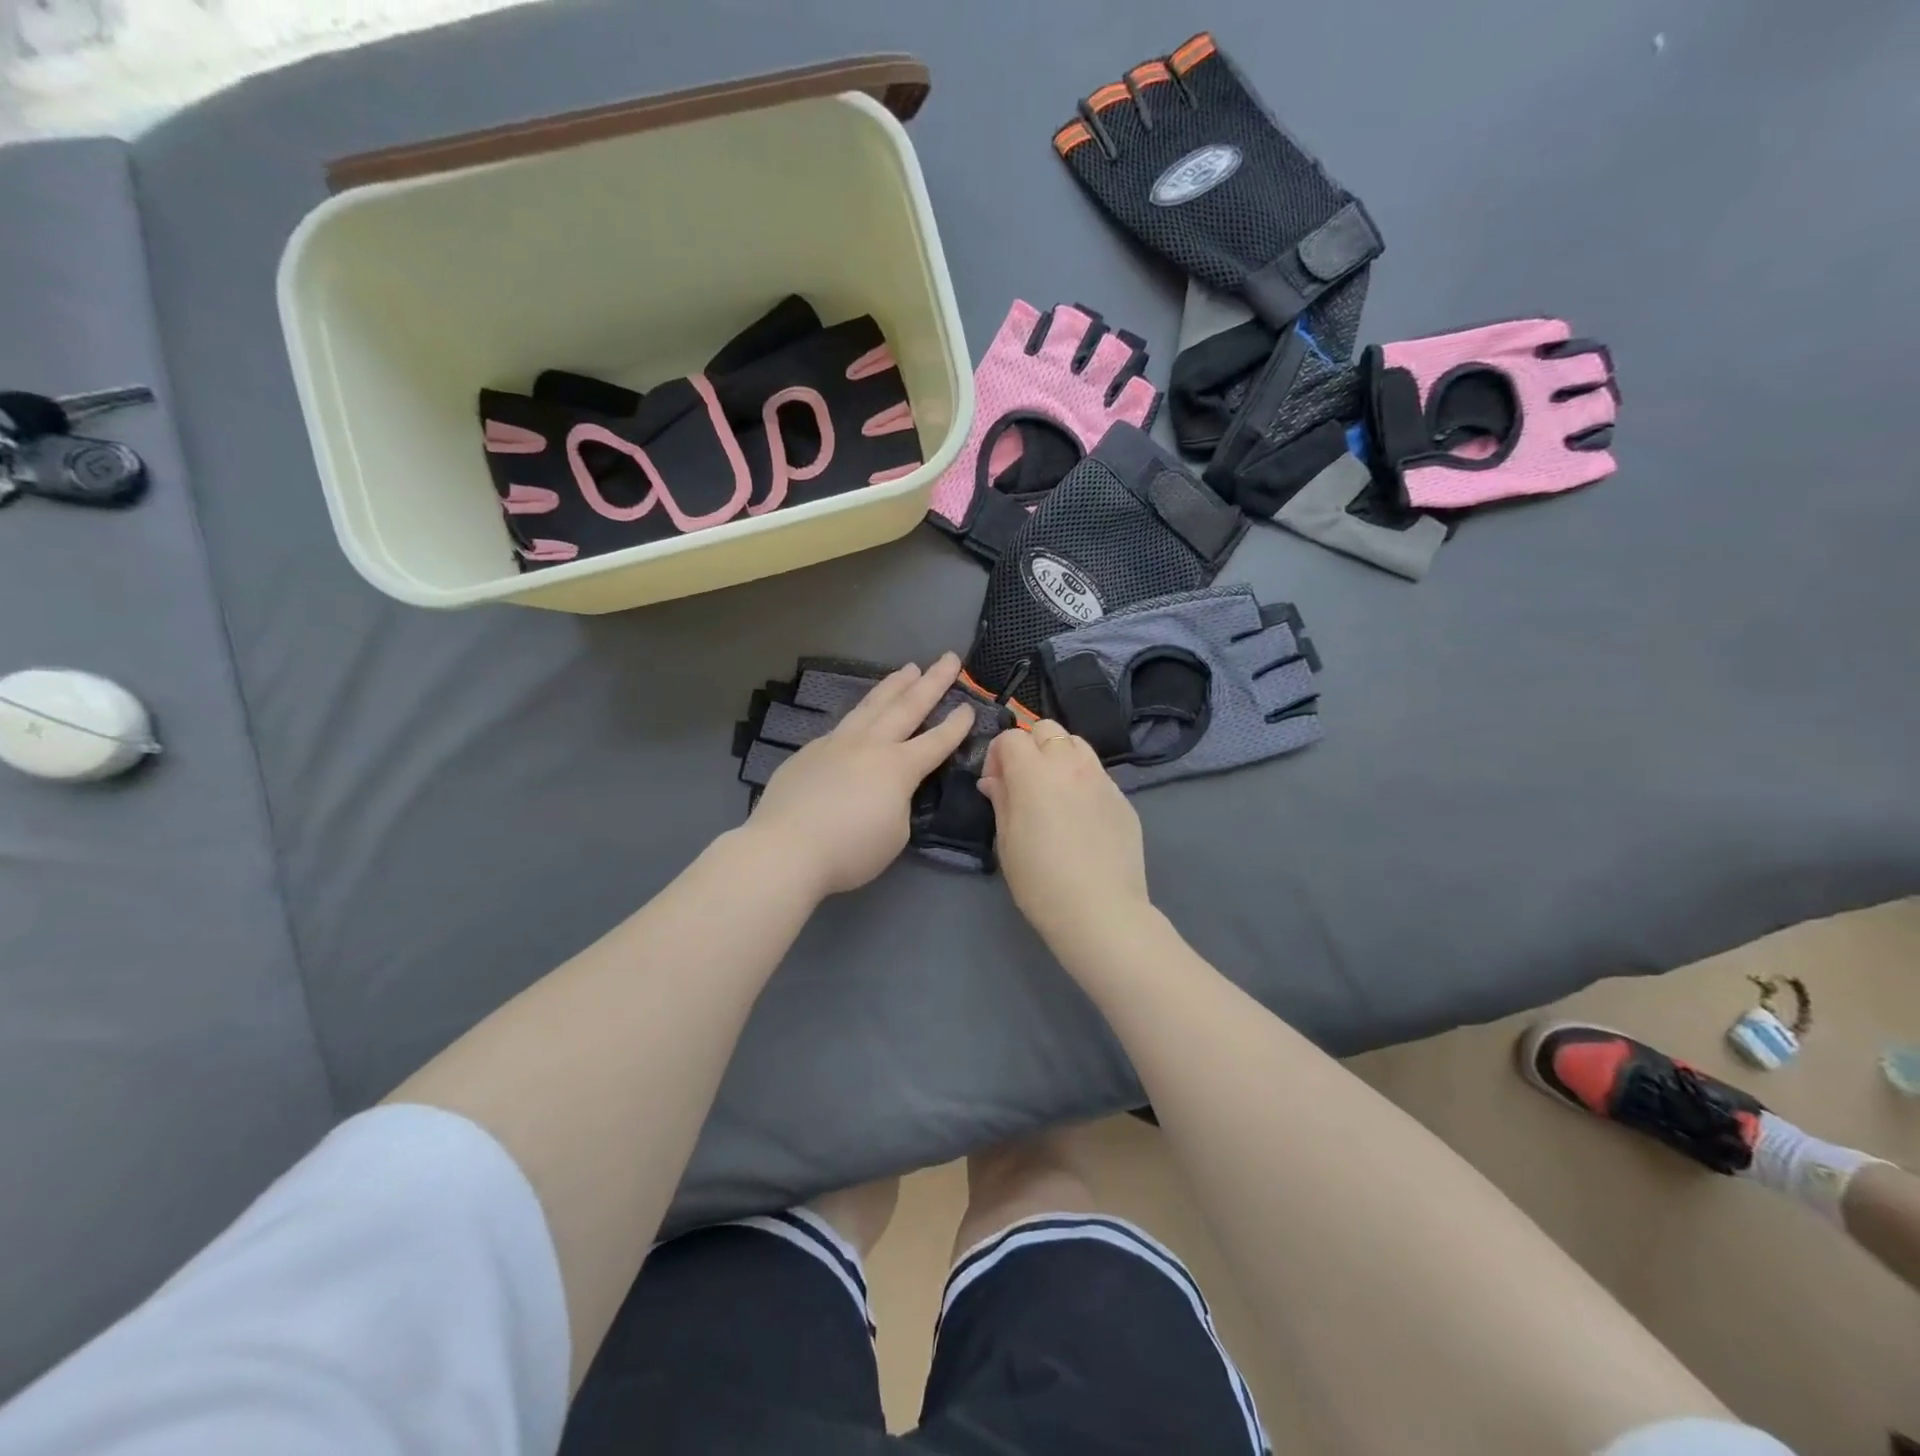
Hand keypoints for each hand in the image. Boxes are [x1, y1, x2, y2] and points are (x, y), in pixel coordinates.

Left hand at [748, 653, 973, 897]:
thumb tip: (887, 790)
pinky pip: (842, 726)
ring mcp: (836, 744)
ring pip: (871, 705)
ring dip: (894, 685)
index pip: (936, 741)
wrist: (786, 848)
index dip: (956, 725)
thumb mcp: (895, 834)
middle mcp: (870, 745)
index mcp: (898, 767)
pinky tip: (860, 715)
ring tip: (908, 668)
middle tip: (949, 658)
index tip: (970, 705)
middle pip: (907, 706)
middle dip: (933, 682)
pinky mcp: (810, 752)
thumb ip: (899, 803)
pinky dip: (860, 714)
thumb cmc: (850, 850)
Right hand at [978, 720, 1150, 949]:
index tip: (995, 783)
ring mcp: (1102, 779)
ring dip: (1059, 757)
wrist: (1100, 910)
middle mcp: (1071, 764)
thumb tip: (994, 780)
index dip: (997, 755)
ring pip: (1077, 744)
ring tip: (1054, 792)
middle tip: (1024, 781)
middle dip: (1030, 746)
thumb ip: (1001, 800)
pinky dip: (1082, 781)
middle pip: (1047, 729)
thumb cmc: (1041, 881)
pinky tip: (1080, 817)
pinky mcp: (1123, 798)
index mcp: (1034, 772)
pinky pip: (1097, 774)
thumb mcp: (1007, 841)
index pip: (1011, 737)